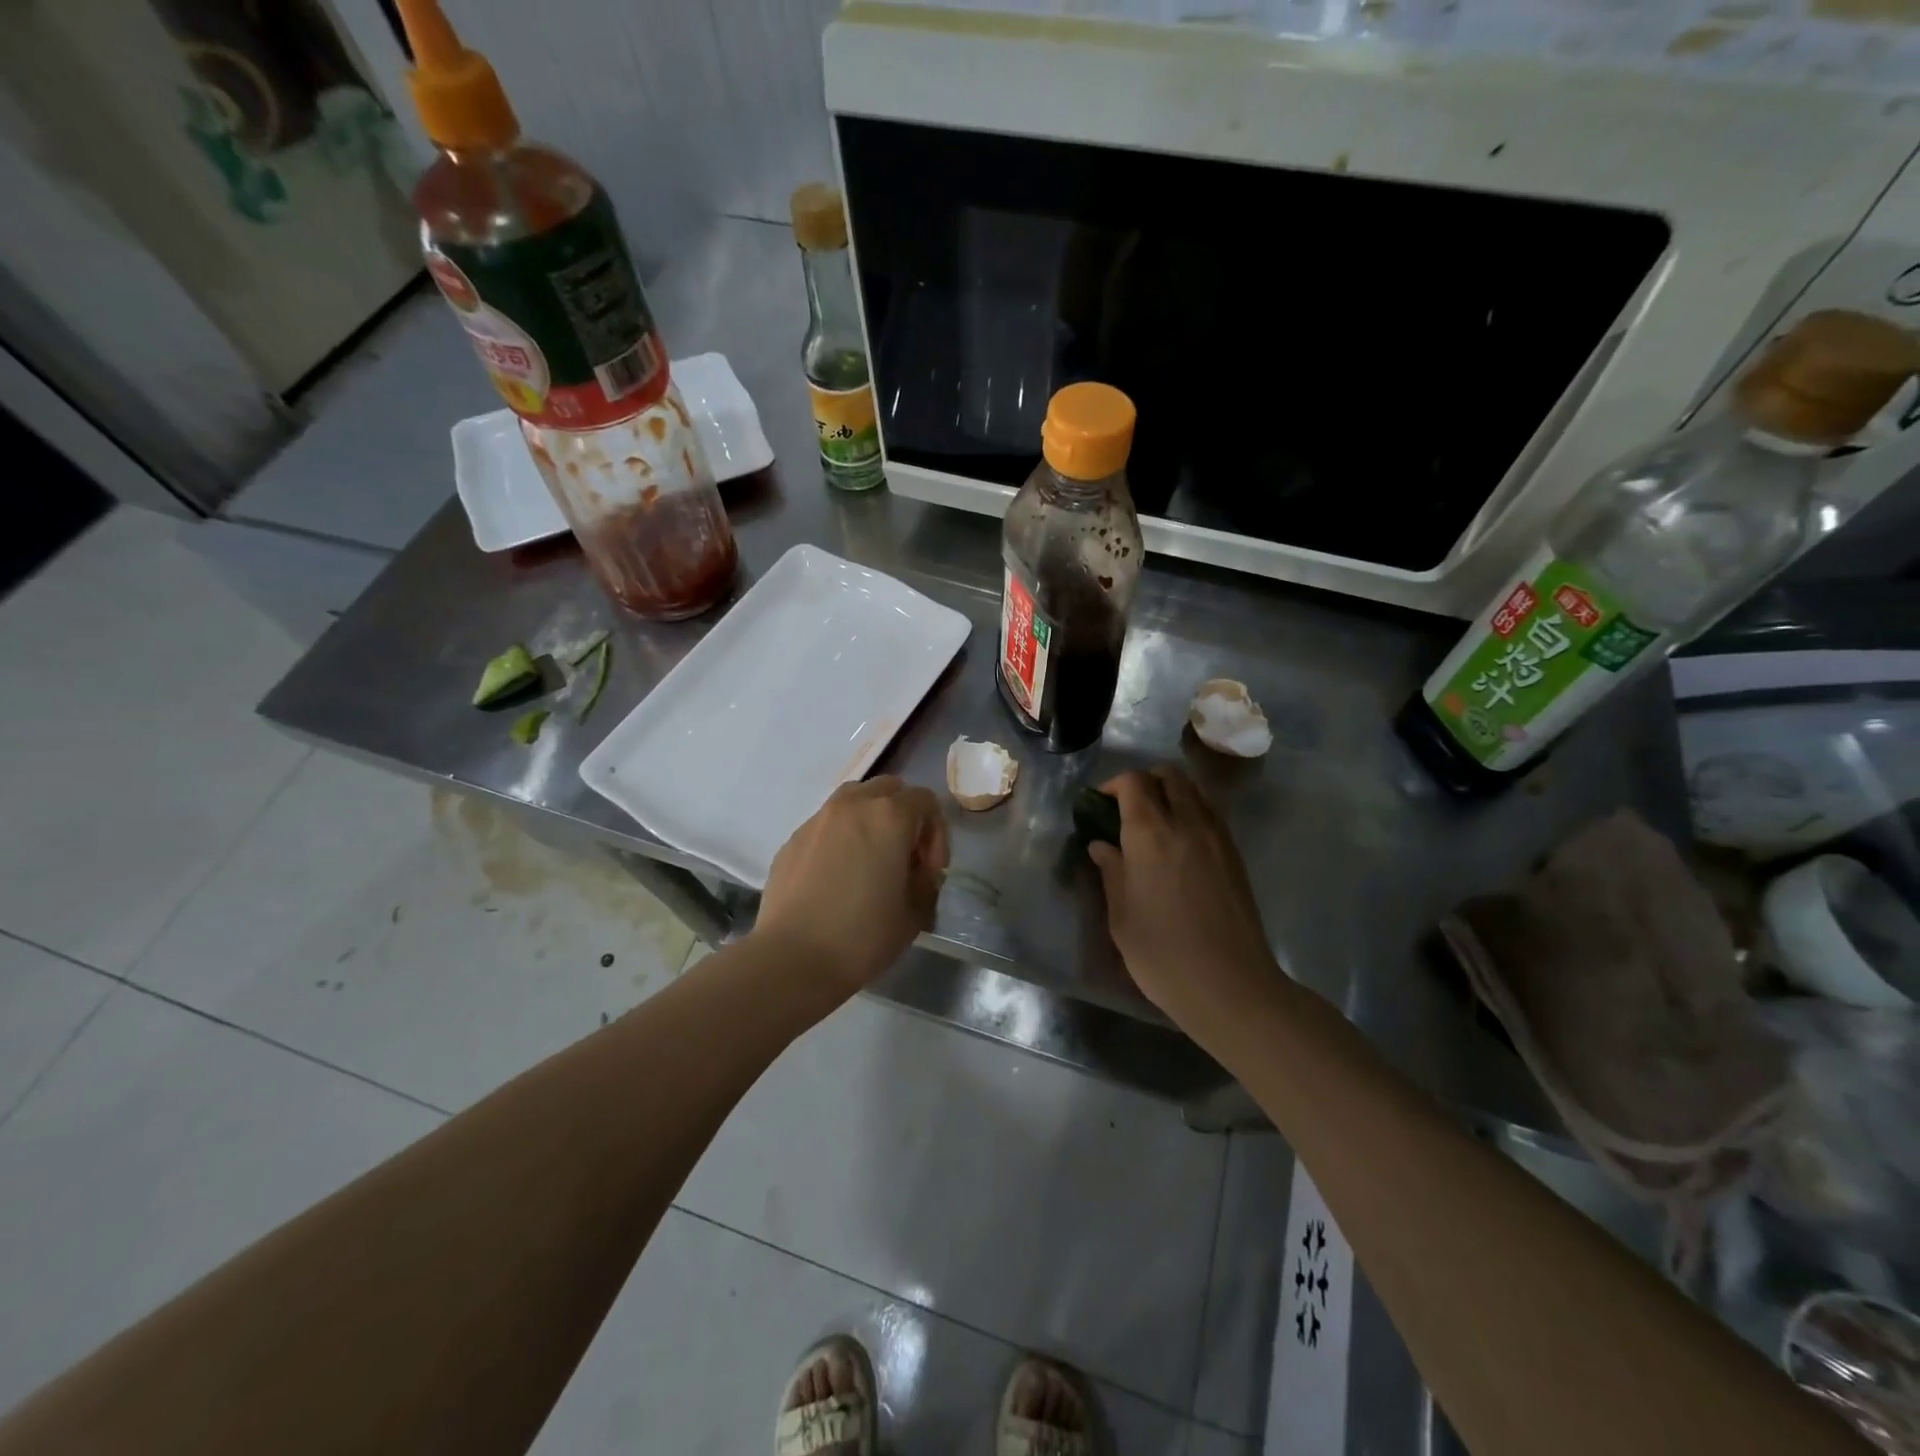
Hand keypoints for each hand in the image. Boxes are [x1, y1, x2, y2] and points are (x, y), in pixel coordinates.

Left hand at [755, 776, 948, 994]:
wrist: (793, 959)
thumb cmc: (862, 936)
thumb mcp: (914, 914)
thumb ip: (925, 883)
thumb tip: (917, 874)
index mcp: (889, 816)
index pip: (925, 801)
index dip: (936, 834)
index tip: (929, 871)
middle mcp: (853, 805)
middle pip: (889, 789)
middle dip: (904, 816)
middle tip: (903, 857)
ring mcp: (818, 819)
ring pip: (854, 800)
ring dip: (870, 820)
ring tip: (870, 860)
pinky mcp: (792, 839)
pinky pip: (826, 825)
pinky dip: (840, 838)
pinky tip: (836, 878)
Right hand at [1088, 767, 1278, 1025]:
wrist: (1230, 985)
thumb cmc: (1162, 954)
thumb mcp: (1120, 916)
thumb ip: (1111, 872)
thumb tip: (1102, 845)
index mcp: (1150, 833)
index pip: (1133, 782)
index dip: (1113, 785)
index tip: (1099, 806)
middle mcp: (1187, 823)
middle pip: (1169, 776)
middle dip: (1144, 782)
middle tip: (1127, 810)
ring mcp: (1217, 837)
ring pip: (1195, 790)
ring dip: (1172, 793)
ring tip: (1156, 824)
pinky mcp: (1235, 855)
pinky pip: (1212, 813)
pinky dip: (1193, 812)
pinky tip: (1181, 845)